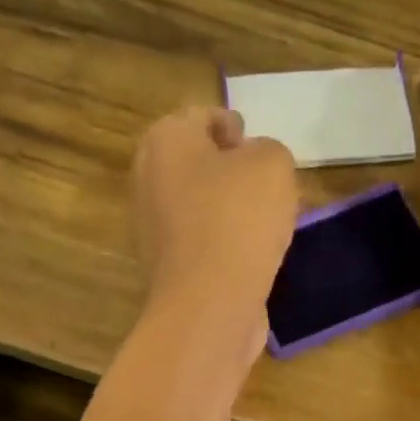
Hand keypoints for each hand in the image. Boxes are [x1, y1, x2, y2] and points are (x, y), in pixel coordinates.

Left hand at [130, 106, 299, 360]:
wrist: (210, 304)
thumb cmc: (238, 220)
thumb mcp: (272, 164)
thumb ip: (267, 149)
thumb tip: (253, 164)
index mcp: (165, 140)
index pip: (203, 116)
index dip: (234, 126)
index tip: (257, 145)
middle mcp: (147, 177)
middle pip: (196, 162)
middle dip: (230, 169)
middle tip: (266, 183)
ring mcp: (151, 226)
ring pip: (198, 204)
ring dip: (227, 208)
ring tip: (265, 221)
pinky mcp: (166, 266)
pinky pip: (200, 241)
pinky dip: (222, 242)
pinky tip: (250, 254)